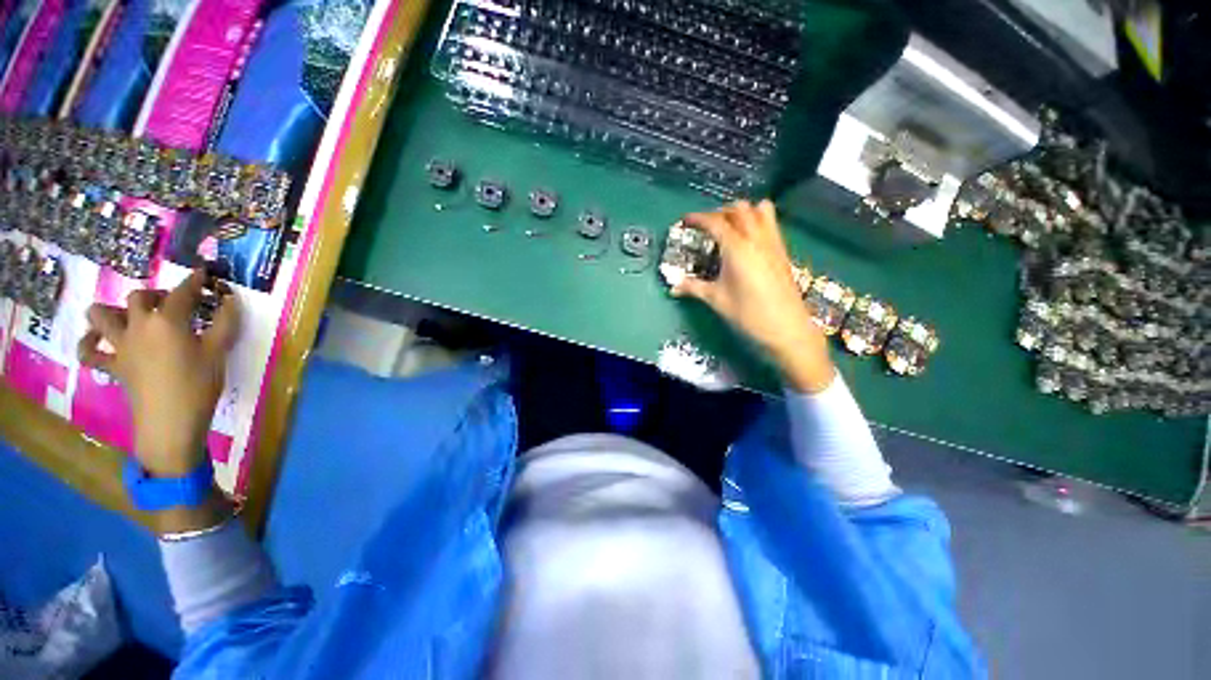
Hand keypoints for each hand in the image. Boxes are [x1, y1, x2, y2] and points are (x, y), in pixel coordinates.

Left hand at [79, 270, 239, 532]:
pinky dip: (89, 343)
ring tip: (128, 316)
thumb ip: (225, 323)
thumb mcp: (219, 352)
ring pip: (100, 315)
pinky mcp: (113, 366)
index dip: (195, 281)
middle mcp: (138, 326)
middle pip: (139, 297)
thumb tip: (230, 300)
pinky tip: (99, 342)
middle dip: (156, 295)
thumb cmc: (199, 384)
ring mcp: (120, 346)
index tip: (204, 274)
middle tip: (173, 304)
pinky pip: (89, 352)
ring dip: (111, 310)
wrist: (171, 421)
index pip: (182, 292)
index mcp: (167, 321)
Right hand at [671, 200, 834, 392]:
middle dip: (719, 213)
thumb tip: (673, 287)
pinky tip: (748, 240)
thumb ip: (693, 288)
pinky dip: (757, 221)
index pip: (715, 222)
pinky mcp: (782, 251)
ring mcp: (773, 243)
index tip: (684, 221)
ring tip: (729, 227)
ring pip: (759, 210)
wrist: (787, 328)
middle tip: (706, 227)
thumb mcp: (716, 300)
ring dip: (742, 212)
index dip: (698, 218)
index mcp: (737, 248)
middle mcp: (756, 238)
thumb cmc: (748, 314)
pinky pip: (771, 223)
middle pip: (738, 209)